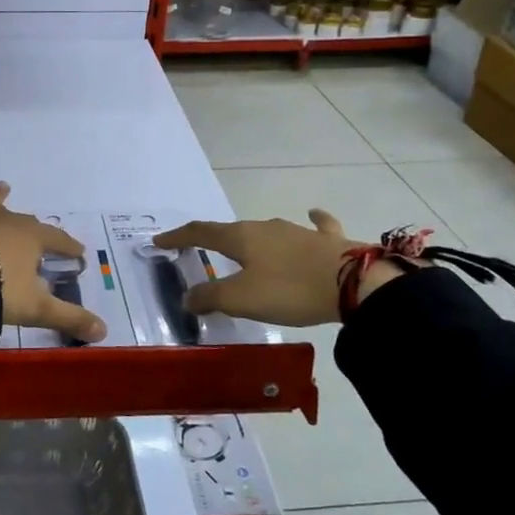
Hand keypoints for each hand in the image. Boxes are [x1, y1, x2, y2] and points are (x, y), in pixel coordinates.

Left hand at [0, 123, 106, 342]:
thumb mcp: (37, 309)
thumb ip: (70, 318)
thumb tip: (104, 332)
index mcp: (30, 238)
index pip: (56, 240)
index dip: (68, 247)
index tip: (77, 254)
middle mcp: (4, 219)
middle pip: (22, 223)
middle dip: (31, 231)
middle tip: (37, 237)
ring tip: (2, 186)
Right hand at [154, 210, 396, 326]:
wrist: (355, 284)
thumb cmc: (290, 289)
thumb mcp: (242, 299)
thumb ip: (210, 297)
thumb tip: (187, 296)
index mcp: (241, 237)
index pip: (201, 232)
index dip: (178, 237)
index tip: (159, 241)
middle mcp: (265, 227)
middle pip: (232, 231)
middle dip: (214, 240)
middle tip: (202, 252)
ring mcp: (297, 231)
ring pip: (266, 232)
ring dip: (252, 240)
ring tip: (245, 252)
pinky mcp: (327, 241)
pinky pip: (316, 226)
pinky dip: (311, 222)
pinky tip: (313, 215)